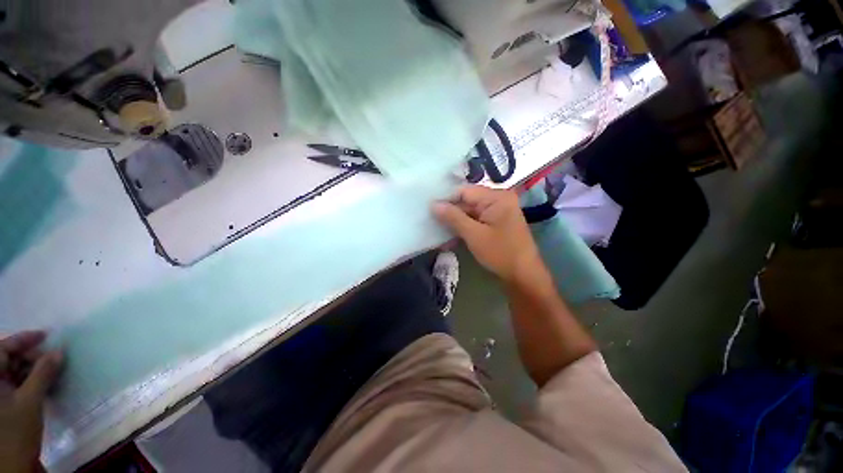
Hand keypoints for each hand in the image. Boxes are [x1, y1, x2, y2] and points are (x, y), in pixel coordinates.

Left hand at [0, 331, 62, 472]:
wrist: (13, 463)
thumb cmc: (17, 429)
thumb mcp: (30, 402)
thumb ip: (43, 374)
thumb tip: (59, 351)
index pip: (4, 348)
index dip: (23, 339)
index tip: (46, 335)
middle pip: (9, 359)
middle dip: (31, 357)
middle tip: (53, 358)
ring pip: (14, 372)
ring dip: (33, 370)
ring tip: (52, 372)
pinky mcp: (5, 403)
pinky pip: (17, 384)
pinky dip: (31, 382)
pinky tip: (45, 385)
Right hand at [433, 186, 541, 282]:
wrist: (523, 275)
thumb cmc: (500, 253)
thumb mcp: (474, 234)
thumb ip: (453, 217)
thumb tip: (433, 204)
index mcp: (496, 197)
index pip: (464, 191)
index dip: (446, 199)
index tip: (429, 210)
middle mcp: (498, 199)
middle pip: (467, 201)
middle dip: (450, 213)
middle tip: (431, 222)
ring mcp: (497, 211)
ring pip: (469, 212)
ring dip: (455, 223)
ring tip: (438, 232)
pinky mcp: (495, 222)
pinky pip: (475, 220)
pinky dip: (464, 228)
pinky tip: (451, 238)